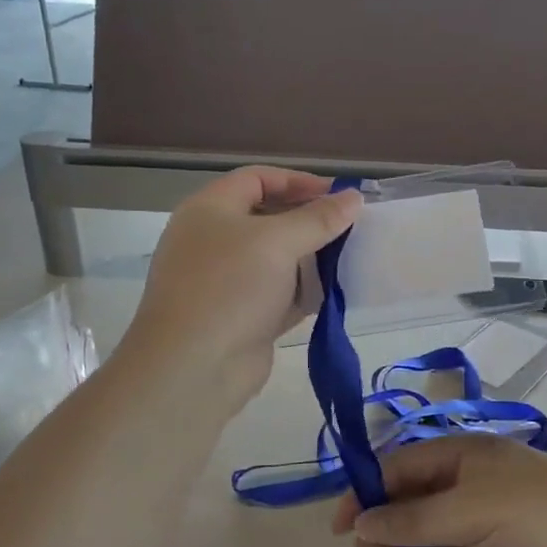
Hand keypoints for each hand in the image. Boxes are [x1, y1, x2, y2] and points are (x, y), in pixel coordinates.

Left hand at [122, 167, 360, 411]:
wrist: (193, 367)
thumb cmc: (230, 287)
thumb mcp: (278, 242)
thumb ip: (318, 218)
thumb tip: (353, 197)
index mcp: (210, 210)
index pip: (257, 179)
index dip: (298, 181)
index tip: (339, 194)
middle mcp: (213, 240)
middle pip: (268, 218)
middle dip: (310, 221)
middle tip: (351, 227)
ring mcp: (226, 282)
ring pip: (276, 259)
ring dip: (311, 258)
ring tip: (351, 257)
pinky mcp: (241, 317)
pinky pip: (279, 295)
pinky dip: (304, 292)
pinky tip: (335, 292)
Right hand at [332, 436, 546, 546]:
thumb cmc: (538, 520)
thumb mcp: (471, 511)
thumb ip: (413, 519)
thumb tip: (360, 522)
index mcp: (463, 455)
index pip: (400, 465)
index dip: (366, 490)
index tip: (340, 526)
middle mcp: (464, 483)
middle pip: (405, 501)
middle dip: (382, 529)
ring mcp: (475, 521)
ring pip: (418, 533)